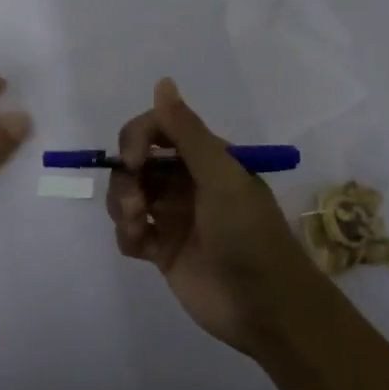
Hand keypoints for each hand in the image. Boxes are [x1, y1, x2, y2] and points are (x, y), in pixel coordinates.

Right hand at [106, 78, 322, 354]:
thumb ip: (187, 132)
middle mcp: (185, 181)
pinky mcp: (162, 250)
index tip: (132, 160)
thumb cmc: (248, 234)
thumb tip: (162, 81)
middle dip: (126, 176)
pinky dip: (126, 234)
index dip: (137, 138)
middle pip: (136, 162)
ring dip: (122, 204)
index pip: (157, 129)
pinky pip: (129, 231)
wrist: (266, 308)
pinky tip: (140, 246)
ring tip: (136, 227)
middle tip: (135, 204)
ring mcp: (172, 215)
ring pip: (127, 193)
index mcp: (204, 158)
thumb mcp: (221, 177)